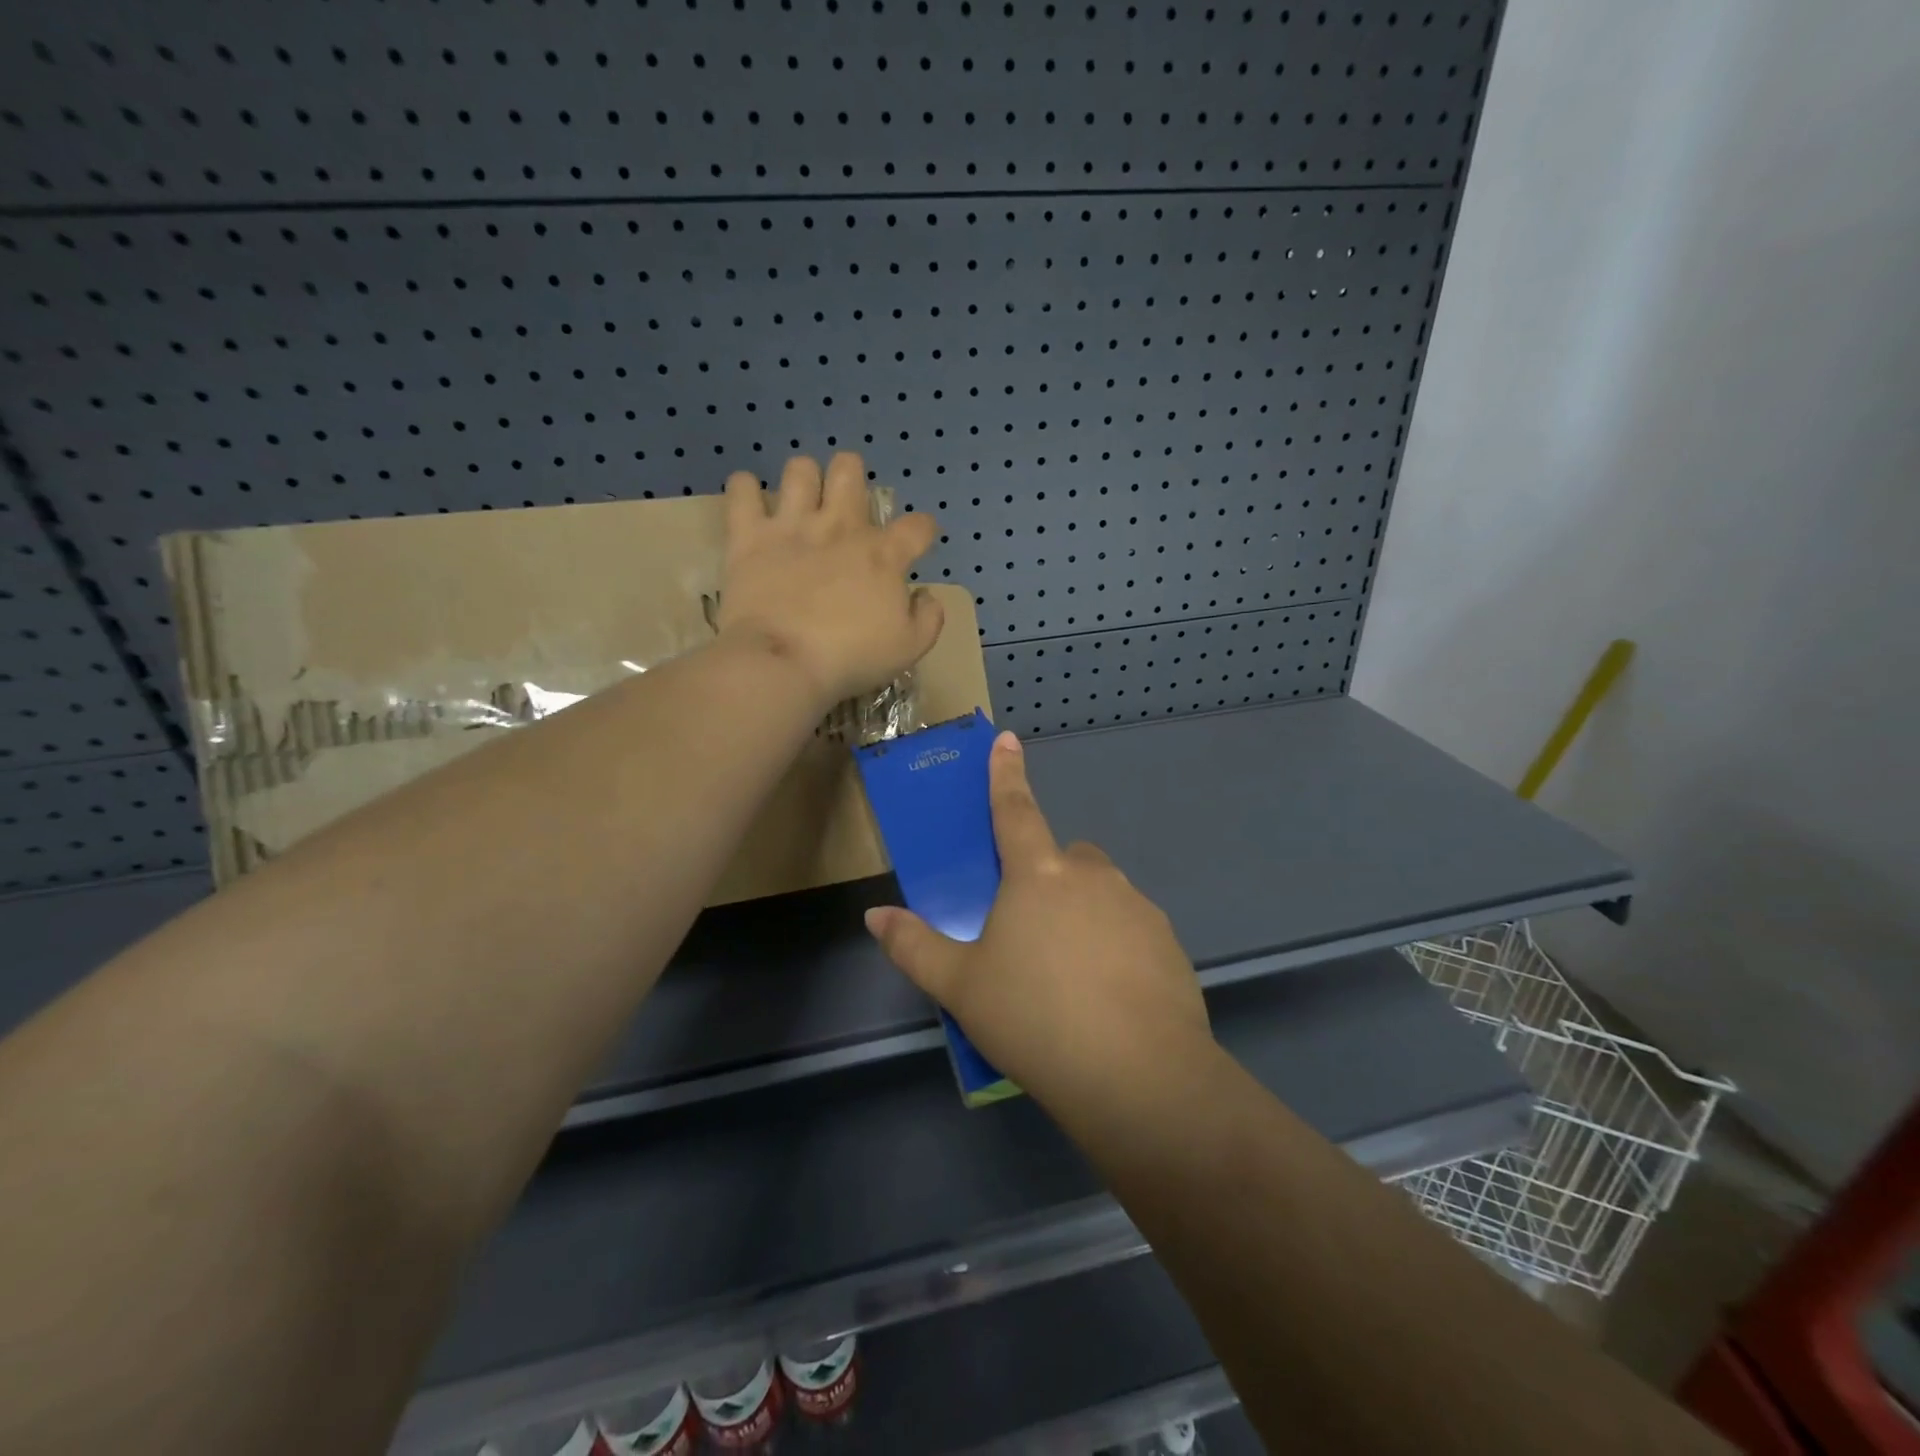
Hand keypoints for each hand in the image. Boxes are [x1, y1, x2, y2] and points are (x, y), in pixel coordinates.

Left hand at [718, 452, 943, 707]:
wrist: (783, 662)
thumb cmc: (851, 658)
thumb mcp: (910, 648)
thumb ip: (928, 617)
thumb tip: (925, 595)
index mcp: (883, 554)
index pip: (917, 526)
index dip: (923, 531)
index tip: (917, 544)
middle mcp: (839, 526)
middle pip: (849, 470)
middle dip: (852, 479)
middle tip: (846, 508)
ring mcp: (792, 526)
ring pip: (800, 469)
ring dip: (803, 481)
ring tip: (800, 504)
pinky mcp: (749, 535)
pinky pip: (742, 489)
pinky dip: (745, 490)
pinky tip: (751, 503)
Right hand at [865, 731, 1212, 1113]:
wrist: (1137, 1075)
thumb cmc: (1034, 1018)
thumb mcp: (960, 987)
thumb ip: (914, 946)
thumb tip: (876, 915)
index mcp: (1038, 875)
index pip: (1015, 809)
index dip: (1006, 773)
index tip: (1008, 739)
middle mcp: (1092, 877)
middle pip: (1065, 857)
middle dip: (1048, 876)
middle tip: (1031, 932)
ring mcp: (1137, 907)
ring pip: (1102, 893)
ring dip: (1083, 913)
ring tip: (1069, 976)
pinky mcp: (1168, 943)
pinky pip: (1132, 929)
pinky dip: (1116, 945)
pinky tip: (1107, 998)